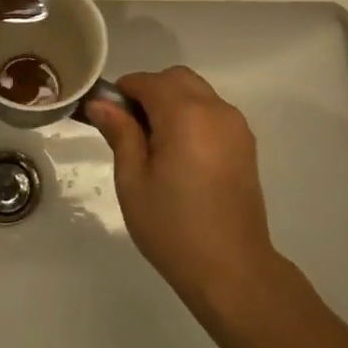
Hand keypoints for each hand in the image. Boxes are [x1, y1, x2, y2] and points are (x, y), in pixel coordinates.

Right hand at [89, 67, 281, 315]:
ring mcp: (236, 125)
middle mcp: (216, 109)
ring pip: (197, 92)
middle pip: (177, 78)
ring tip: (156, 145)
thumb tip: (101, 103)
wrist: (232, 268)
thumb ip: (120, 133)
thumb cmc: (173, 227)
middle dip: (150, 91)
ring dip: (173, 102)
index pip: (149, 81)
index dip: (124, 91)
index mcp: (186, 114)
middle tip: (131, 129)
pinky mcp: (246, 143)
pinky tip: (182, 154)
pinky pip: (213, 111)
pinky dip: (193, 116)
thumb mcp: (133, 181)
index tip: (108, 115)